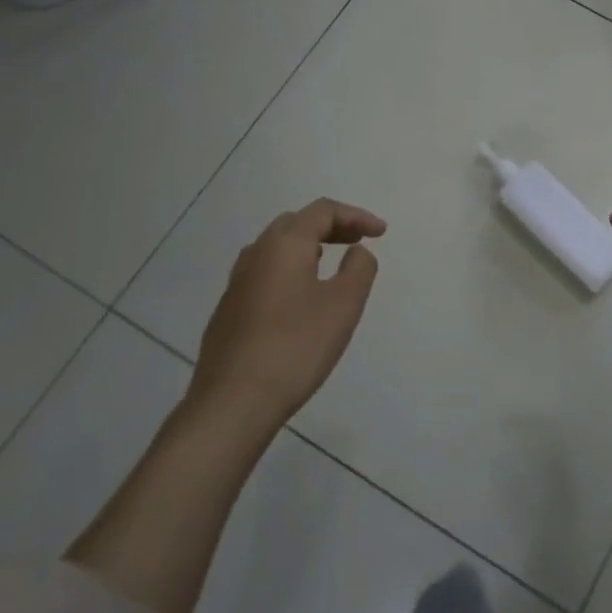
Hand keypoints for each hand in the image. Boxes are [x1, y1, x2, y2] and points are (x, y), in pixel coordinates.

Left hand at [188, 200, 386, 429]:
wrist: (233, 402)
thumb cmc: (296, 346)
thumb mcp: (344, 305)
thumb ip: (359, 269)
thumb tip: (356, 252)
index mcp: (283, 245)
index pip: (323, 211)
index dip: (356, 216)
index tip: (382, 233)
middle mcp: (255, 254)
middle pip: (296, 223)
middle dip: (331, 226)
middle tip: (358, 241)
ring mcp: (237, 284)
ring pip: (276, 248)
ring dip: (308, 246)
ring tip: (331, 262)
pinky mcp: (229, 311)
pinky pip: (265, 273)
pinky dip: (291, 269)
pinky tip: (301, 297)